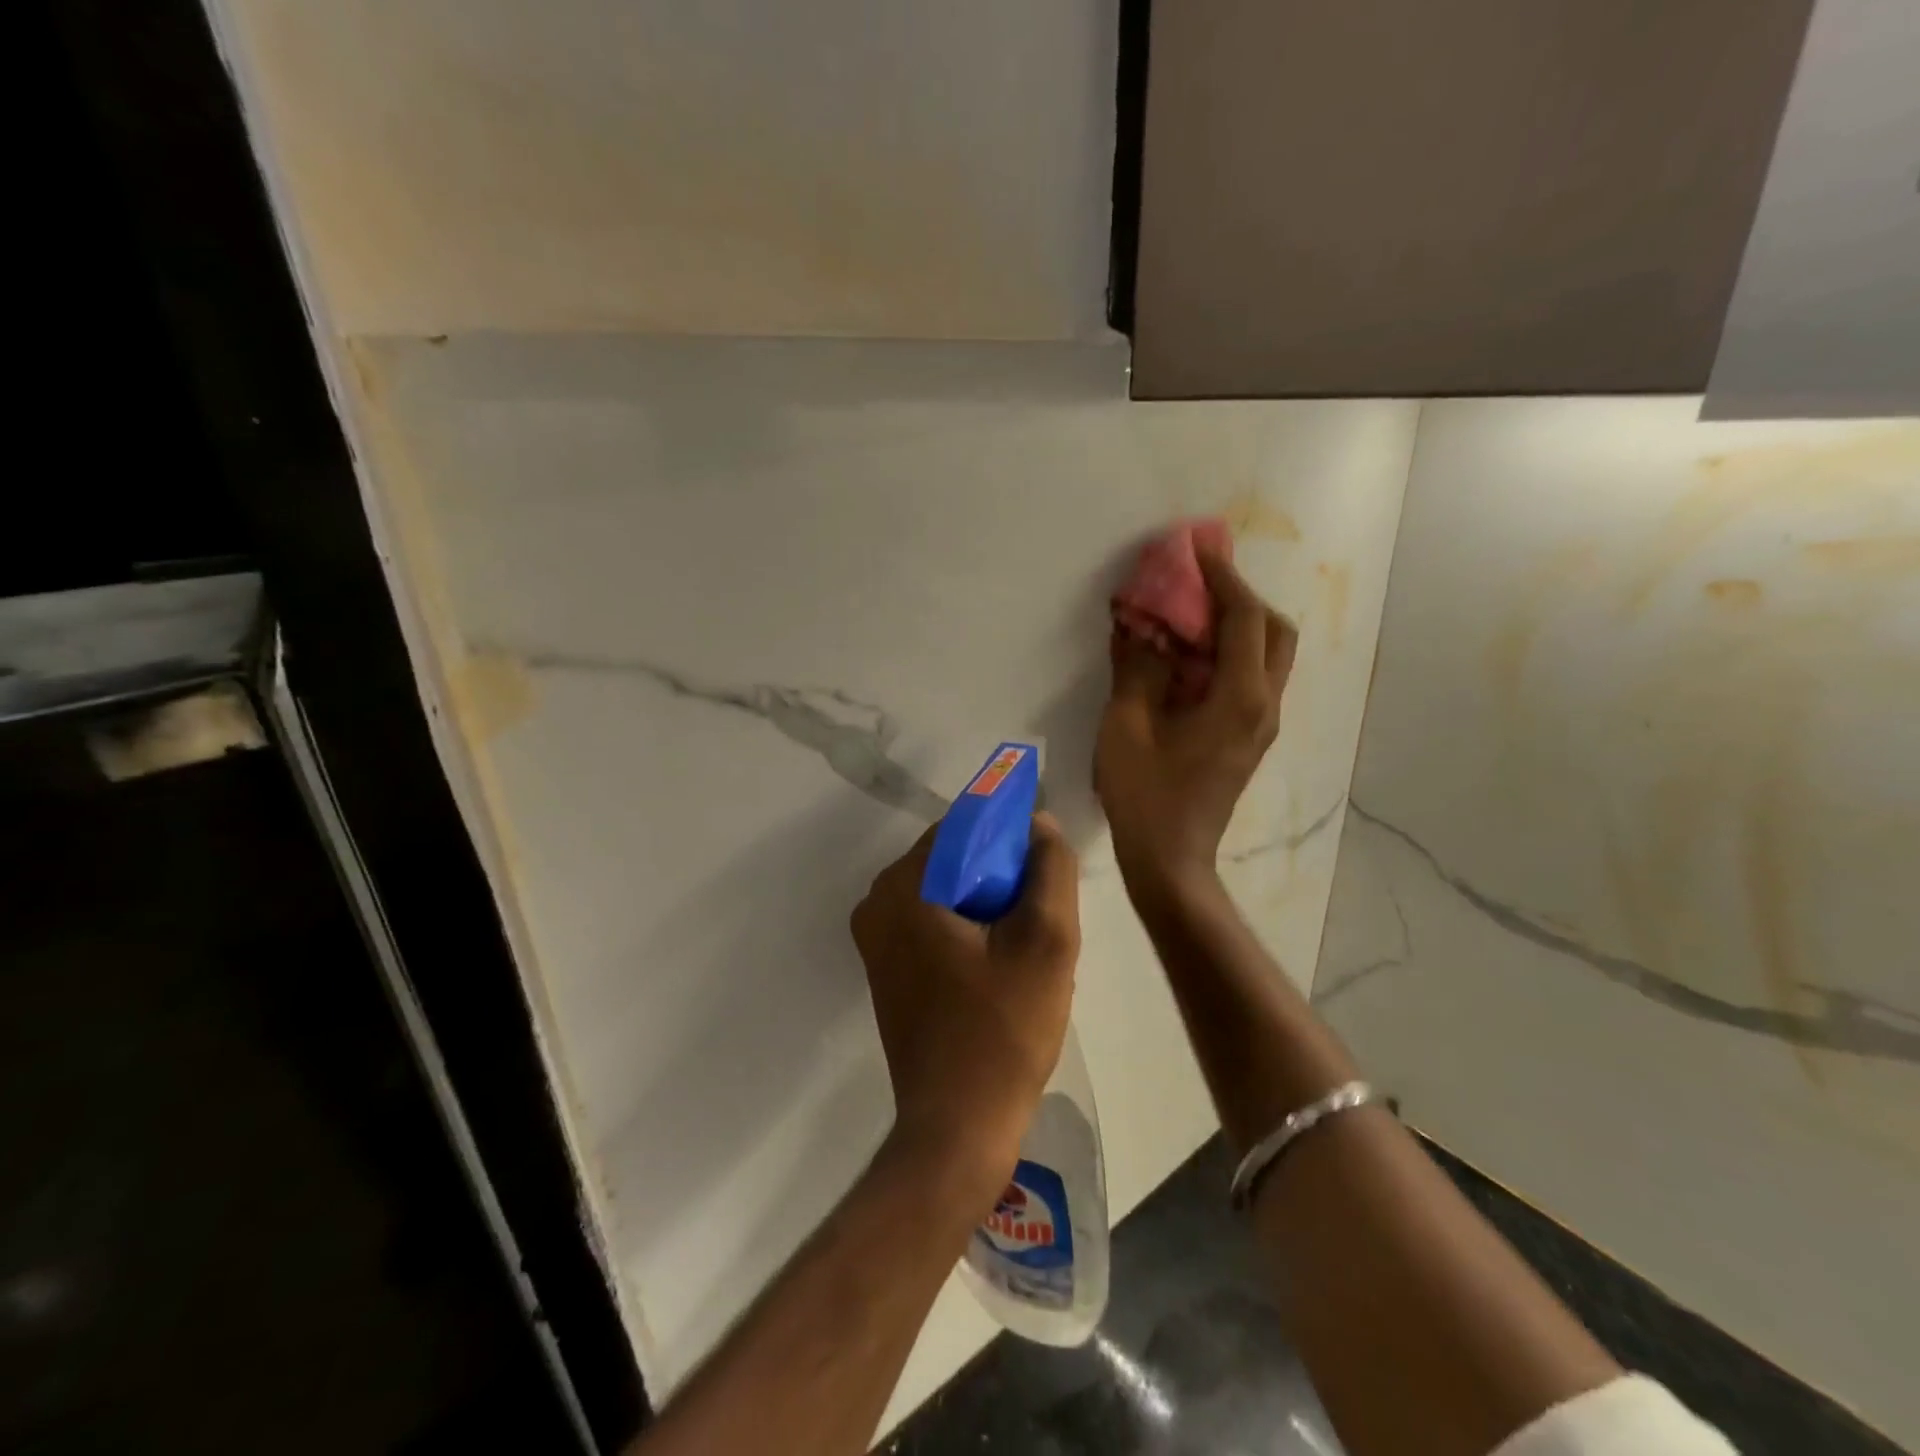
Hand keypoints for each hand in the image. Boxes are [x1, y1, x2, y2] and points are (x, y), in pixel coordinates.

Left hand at [850, 813, 1080, 1199]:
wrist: (957, 1128)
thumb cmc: (1003, 1031)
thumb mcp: (1047, 941)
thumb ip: (1049, 868)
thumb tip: (1039, 823)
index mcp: (904, 886)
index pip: (964, 826)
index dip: (1012, 834)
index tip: (1047, 863)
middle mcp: (877, 902)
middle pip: (953, 859)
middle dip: (1002, 875)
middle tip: (1043, 912)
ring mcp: (876, 937)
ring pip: (947, 891)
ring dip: (990, 904)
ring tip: (1027, 943)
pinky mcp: (886, 967)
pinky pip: (934, 921)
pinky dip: (969, 927)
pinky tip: (1001, 963)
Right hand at [1096, 548, 1297, 892]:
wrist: (1170, 860)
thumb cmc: (1145, 795)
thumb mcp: (1126, 725)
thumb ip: (1136, 667)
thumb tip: (1136, 625)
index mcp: (1239, 697)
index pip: (1244, 618)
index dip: (1222, 579)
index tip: (1197, 551)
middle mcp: (1264, 705)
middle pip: (1275, 632)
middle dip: (1242, 600)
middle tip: (1200, 588)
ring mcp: (1261, 724)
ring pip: (1267, 657)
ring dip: (1236, 628)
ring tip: (1191, 618)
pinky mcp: (1249, 739)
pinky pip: (1251, 681)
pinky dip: (1228, 657)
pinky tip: (1188, 661)